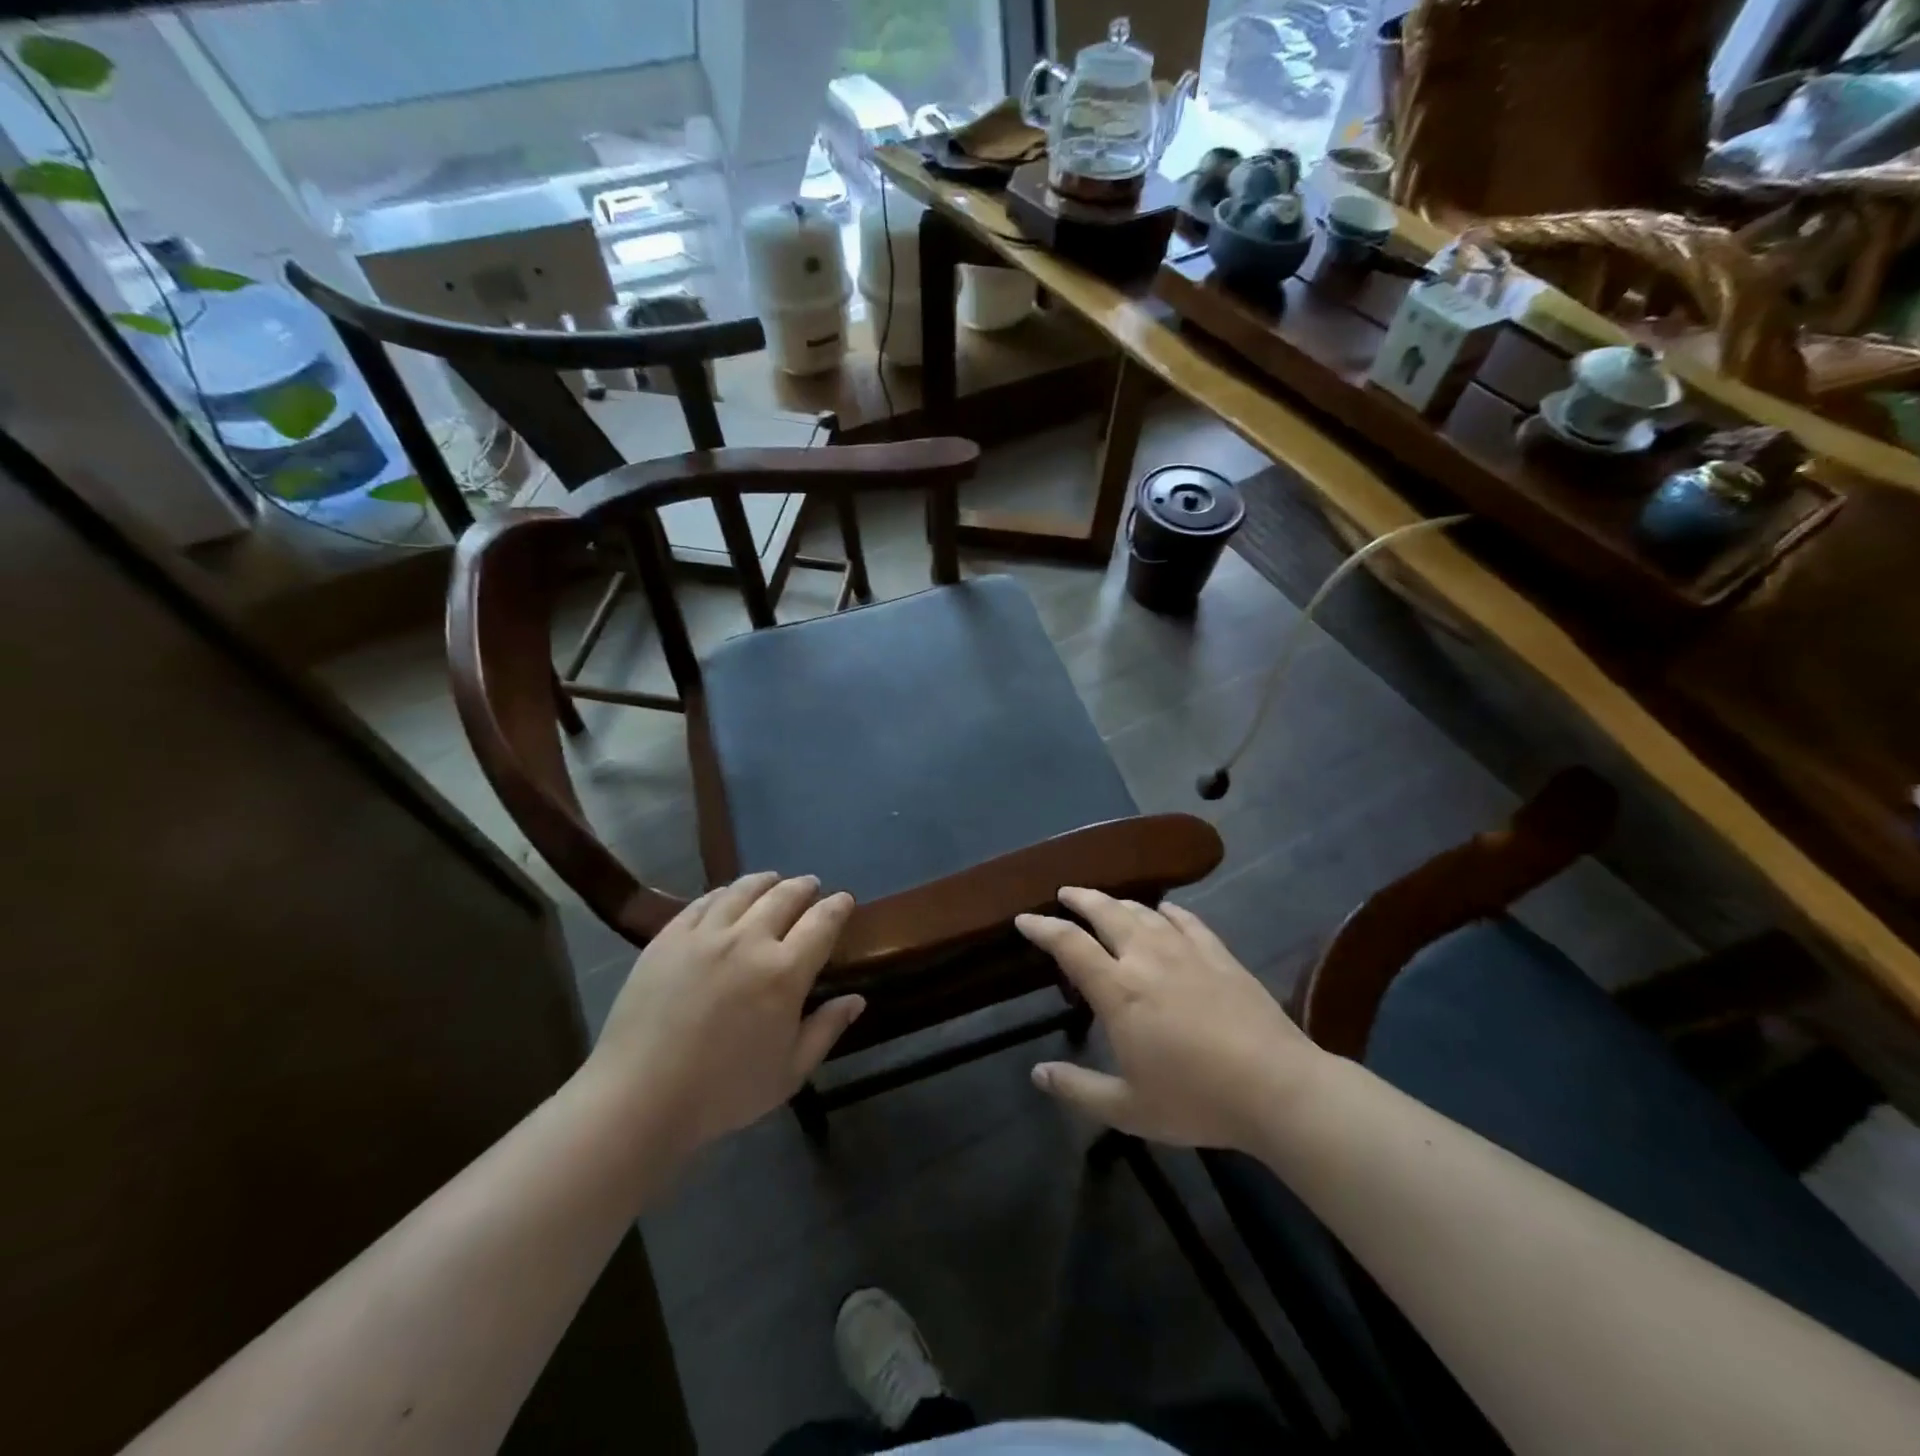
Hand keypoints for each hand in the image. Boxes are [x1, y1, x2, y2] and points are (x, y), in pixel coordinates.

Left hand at [582, 873, 863, 1158]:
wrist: (638, 1097)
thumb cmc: (722, 1092)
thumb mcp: (789, 1072)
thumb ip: (826, 1030)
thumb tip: (857, 1000)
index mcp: (785, 973)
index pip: (822, 923)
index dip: (837, 906)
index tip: (844, 900)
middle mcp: (749, 941)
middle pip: (785, 896)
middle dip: (804, 887)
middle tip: (810, 885)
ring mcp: (705, 934)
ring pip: (743, 890)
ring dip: (766, 881)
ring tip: (773, 880)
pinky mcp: (669, 937)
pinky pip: (703, 902)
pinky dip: (724, 892)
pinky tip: (727, 895)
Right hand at [1016, 888, 1326, 1150]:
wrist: (1277, 1088)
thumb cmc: (1196, 1100)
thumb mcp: (1128, 1109)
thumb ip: (1078, 1089)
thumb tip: (1037, 1074)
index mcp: (1118, 990)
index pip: (1069, 945)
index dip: (1043, 928)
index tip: (1024, 919)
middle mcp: (1147, 958)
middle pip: (1106, 913)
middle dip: (1081, 899)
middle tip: (1065, 893)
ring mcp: (1186, 951)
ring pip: (1143, 912)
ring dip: (1118, 902)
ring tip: (1105, 901)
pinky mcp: (1220, 955)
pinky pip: (1187, 920)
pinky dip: (1168, 910)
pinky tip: (1165, 910)